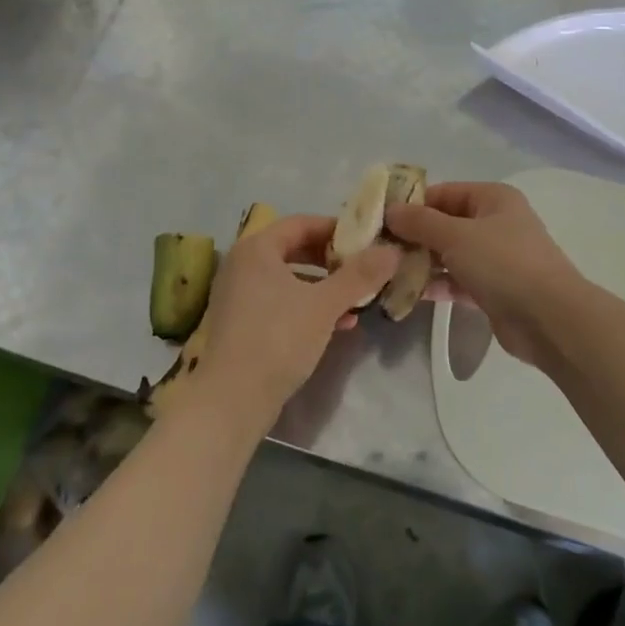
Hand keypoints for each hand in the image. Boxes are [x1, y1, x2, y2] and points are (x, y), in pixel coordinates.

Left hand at [192, 214, 397, 436]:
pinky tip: (337, 325)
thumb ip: (360, 275)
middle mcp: (242, 264)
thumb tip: (392, 250)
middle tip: (363, 269)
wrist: (232, 401)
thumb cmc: (278, 339)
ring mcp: (239, 295)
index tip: (366, 241)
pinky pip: (280, 302)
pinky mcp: (241, 324)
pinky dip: (307, 307)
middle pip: (295, 249)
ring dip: (324, 287)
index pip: (301, 223)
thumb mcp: (325, 304)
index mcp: (257, 248)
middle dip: (332, 260)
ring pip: (290, 279)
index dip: (336, 229)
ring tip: (356, 301)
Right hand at [385, 182, 586, 364]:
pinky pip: (458, 281)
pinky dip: (436, 284)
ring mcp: (497, 258)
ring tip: (386, 271)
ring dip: (422, 262)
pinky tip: (406, 293)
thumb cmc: (503, 263)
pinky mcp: (494, 290)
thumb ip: (420, 222)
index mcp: (493, 198)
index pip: (444, 192)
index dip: (413, 203)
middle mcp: (496, 223)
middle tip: (378, 248)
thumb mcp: (456, 236)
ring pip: (451, 254)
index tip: (380, 219)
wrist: (549, 319)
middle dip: (414, 236)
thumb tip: (390, 210)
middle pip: (446, 223)